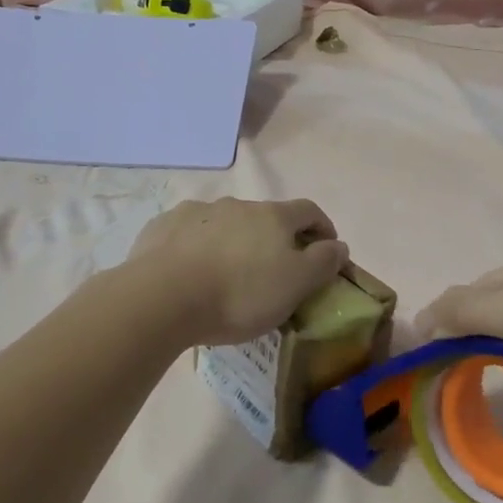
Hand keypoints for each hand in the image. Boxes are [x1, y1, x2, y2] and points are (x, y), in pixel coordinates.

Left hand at [127, 197, 348, 345]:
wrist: (163, 298)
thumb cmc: (239, 294)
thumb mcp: (296, 285)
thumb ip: (323, 262)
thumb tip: (339, 245)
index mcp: (273, 216)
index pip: (308, 211)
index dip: (322, 227)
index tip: (327, 249)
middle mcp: (236, 204)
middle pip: (265, 217)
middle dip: (274, 239)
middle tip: (273, 271)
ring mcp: (196, 212)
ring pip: (225, 223)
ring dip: (234, 241)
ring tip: (227, 274)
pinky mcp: (163, 227)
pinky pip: (189, 233)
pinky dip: (197, 246)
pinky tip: (191, 271)